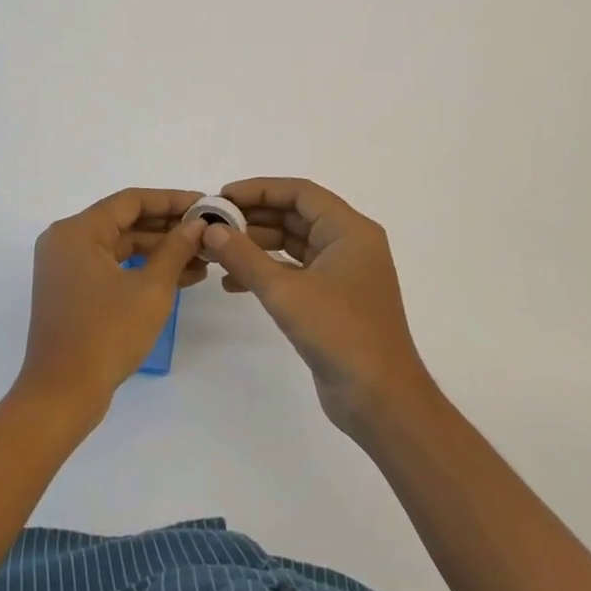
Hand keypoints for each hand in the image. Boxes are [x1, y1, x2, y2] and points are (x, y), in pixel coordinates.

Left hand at [16, 189, 207, 422]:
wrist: (62, 395)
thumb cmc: (106, 335)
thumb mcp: (151, 289)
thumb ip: (176, 249)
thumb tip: (197, 224)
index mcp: (78, 231)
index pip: (131, 201)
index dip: (171, 201)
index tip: (204, 204)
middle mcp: (66, 240)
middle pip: (124, 221)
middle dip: (168, 229)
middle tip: (207, 232)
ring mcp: (66, 266)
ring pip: (120, 246)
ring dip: (159, 251)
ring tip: (202, 260)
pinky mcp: (71, 289)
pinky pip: (111, 266)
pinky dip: (141, 269)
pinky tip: (179, 278)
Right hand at [206, 178, 435, 436]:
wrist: (380, 400)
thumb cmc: (340, 334)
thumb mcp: (286, 292)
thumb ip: (245, 257)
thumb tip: (210, 230)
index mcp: (349, 230)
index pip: (300, 192)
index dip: (260, 190)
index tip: (222, 198)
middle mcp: (349, 244)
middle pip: (295, 216)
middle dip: (253, 219)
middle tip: (213, 225)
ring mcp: (342, 273)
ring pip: (293, 245)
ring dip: (256, 246)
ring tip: (216, 252)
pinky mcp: (333, 300)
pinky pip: (295, 272)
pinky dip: (266, 272)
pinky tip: (233, 284)